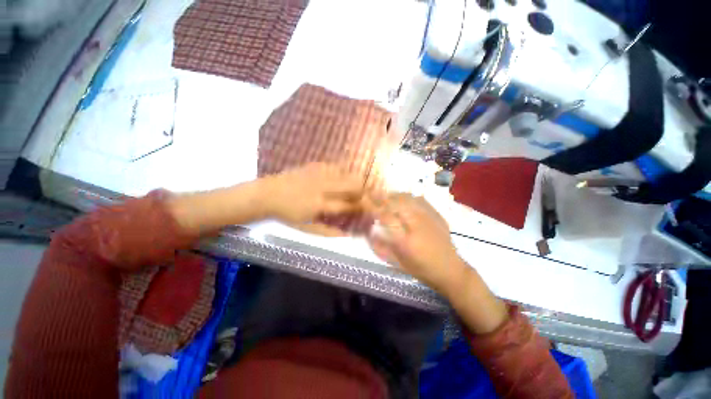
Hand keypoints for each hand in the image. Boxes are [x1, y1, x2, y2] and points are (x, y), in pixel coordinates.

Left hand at [261, 163, 364, 224]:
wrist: (268, 194)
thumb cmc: (287, 214)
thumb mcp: (306, 228)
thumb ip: (328, 231)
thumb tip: (347, 235)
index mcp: (319, 204)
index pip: (348, 205)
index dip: (361, 207)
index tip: (368, 208)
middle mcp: (322, 187)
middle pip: (352, 185)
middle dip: (363, 192)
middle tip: (362, 198)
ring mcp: (319, 174)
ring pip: (347, 174)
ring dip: (354, 182)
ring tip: (353, 189)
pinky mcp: (315, 165)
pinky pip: (336, 167)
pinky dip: (343, 174)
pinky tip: (340, 180)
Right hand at [367, 193, 508, 333]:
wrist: (450, 270)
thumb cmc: (421, 269)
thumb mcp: (397, 263)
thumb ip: (380, 247)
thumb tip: (368, 231)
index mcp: (405, 240)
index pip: (385, 217)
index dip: (373, 207)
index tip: (364, 202)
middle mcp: (416, 225)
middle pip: (395, 203)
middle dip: (381, 197)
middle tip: (371, 194)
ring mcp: (428, 218)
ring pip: (407, 198)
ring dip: (393, 195)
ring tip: (384, 195)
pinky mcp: (436, 215)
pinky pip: (419, 199)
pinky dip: (407, 196)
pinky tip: (402, 197)